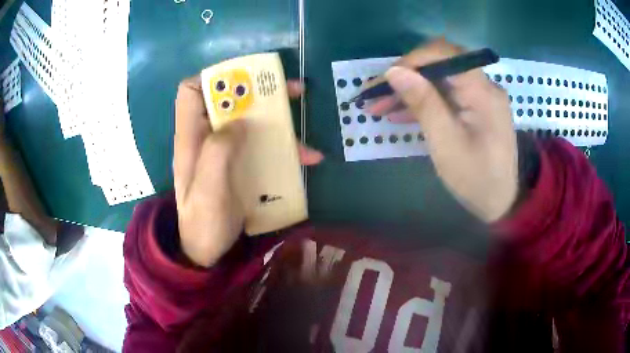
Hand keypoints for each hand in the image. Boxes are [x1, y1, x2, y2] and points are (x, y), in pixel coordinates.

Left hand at [174, 77, 322, 266]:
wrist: (208, 250)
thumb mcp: (208, 189)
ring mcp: (225, 151)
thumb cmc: (203, 222)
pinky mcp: (241, 163)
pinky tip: (308, 158)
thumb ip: (217, 151)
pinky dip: (285, 147)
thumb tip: (239, 121)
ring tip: (305, 122)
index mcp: (191, 137)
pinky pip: (263, 145)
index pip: (191, 91)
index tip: (244, 79)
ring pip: (250, 120)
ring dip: (278, 118)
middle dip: (259, 91)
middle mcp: (207, 137)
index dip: (213, 77)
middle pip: (229, 100)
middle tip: (291, 90)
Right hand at [368, 39, 517, 221]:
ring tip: (378, 107)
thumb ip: (423, 102)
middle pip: (439, 66)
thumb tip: (394, 71)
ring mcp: (479, 97)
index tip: (384, 80)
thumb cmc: (476, 178)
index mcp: (482, 91)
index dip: (410, 61)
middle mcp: (483, 86)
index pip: (443, 54)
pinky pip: (445, 97)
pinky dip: (423, 103)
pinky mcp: (474, 109)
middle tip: (374, 96)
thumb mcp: (446, 142)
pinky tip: (399, 114)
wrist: (501, 203)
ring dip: (409, 91)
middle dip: (405, 77)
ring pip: (438, 81)